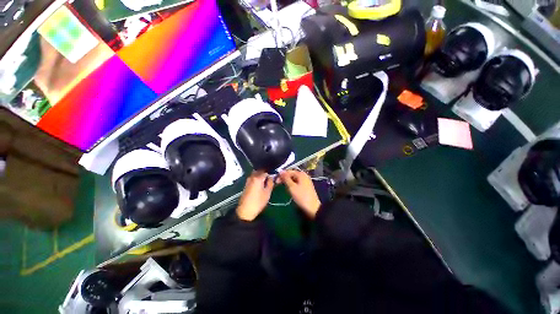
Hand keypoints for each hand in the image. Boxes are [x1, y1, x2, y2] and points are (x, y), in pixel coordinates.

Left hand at [236, 171, 273, 220]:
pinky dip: (258, 179)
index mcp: (258, 177)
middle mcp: (252, 177)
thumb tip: (272, 177)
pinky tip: (261, 185)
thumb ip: (270, 183)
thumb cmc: (258, 202)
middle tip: (271, 179)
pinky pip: (253, 178)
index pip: (266, 171)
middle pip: (260, 171)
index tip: (275, 177)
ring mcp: (248, 180)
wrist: (245, 211)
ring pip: (256, 174)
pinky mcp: (246, 184)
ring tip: (266, 182)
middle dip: (266, 173)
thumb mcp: (267, 192)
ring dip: (261, 176)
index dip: (271, 173)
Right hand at [279, 170, 320, 218]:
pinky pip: (296, 183)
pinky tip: (289, 189)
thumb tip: (280, 171)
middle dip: (284, 179)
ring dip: (287, 182)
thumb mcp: (292, 187)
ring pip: (293, 179)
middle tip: (277, 184)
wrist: (313, 208)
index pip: (288, 171)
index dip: (281, 175)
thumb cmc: (301, 196)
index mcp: (301, 174)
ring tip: (283, 187)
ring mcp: (305, 181)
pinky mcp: (305, 186)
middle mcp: (303, 175)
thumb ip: (286, 178)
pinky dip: (292, 185)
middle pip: (291, 174)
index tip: (275, 181)